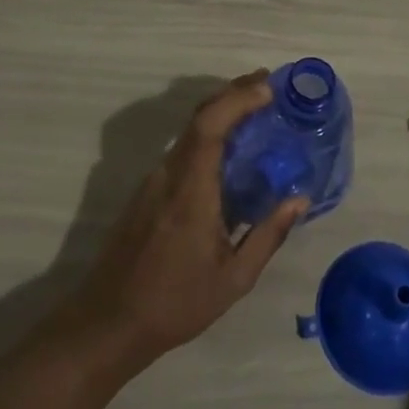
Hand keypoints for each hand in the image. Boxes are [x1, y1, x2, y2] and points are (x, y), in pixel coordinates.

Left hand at [64, 72, 308, 370]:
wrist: (108, 322)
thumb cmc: (175, 303)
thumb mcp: (233, 279)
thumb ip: (268, 235)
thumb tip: (300, 199)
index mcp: (191, 189)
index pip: (210, 124)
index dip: (238, 98)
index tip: (268, 87)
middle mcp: (168, 173)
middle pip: (199, 116)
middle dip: (233, 94)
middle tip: (267, 85)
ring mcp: (153, 180)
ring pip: (189, 130)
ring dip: (220, 112)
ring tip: (255, 112)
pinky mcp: (147, 191)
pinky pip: (182, 149)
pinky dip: (208, 135)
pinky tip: (228, 150)